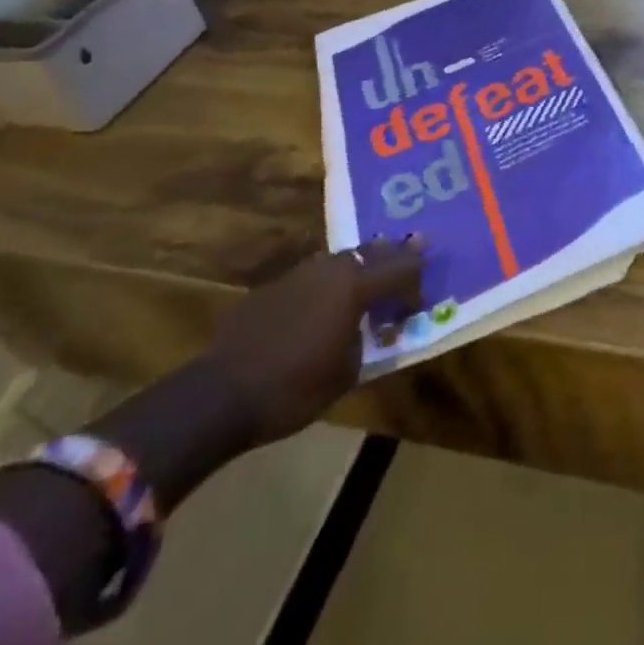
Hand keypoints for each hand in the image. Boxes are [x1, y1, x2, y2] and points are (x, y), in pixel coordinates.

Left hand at [207, 239, 426, 444]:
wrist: (220, 396)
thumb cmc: (294, 389)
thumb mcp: (348, 373)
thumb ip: (368, 341)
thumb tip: (373, 330)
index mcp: (355, 286)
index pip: (401, 268)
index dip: (417, 278)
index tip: (423, 293)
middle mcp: (331, 269)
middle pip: (372, 252)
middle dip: (394, 255)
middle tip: (414, 248)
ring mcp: (298, 274)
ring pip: (340, 259)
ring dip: (360, 265)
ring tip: (371, 273)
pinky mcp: (272, 287)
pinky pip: (312, 277)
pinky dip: (327, 283)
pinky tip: (324, 302)